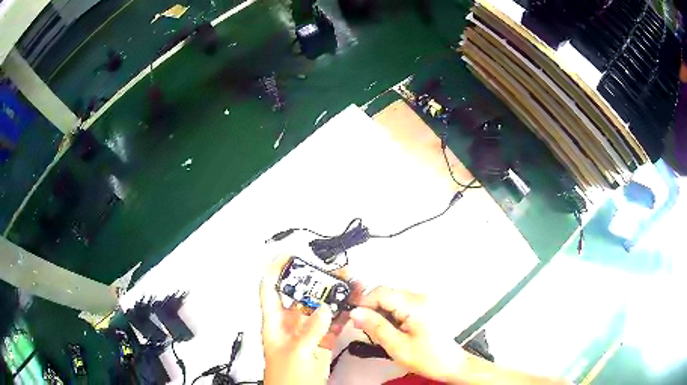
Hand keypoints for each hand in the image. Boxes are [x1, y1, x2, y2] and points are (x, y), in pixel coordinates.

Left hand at [259, 256, 356, 384]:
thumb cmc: (285, 378)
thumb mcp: (295, 353)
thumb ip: (310, 331)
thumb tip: (324, 310)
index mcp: (275, 323)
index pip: (271, 288)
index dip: (277, 269)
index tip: (289, 255)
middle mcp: (291, 324)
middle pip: (302, 294)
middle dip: (316, 280)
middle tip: (333, 271)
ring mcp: (308, 332)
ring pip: (320, 307)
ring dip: (334, 295)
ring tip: (349, 283)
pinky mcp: (322, 341)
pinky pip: (333, 323)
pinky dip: (343, 313)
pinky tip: (353, 304)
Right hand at [350, 287, 465, 382]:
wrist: (450, 364)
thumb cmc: (427, 358)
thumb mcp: (397, 346)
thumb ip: (375, 327)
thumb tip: (355, 313)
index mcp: (415, 305)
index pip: (380, 292)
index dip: (363, 304)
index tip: (355, 320)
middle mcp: (420, 297)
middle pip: (386, 293)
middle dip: (372, 309)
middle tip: (366, 330)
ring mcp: (423, 301)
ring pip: (391, 299)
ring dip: (381, 313)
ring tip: (382, 333)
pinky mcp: (424, 307)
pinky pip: (400, 304)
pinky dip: (391, 315)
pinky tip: (392, 330)